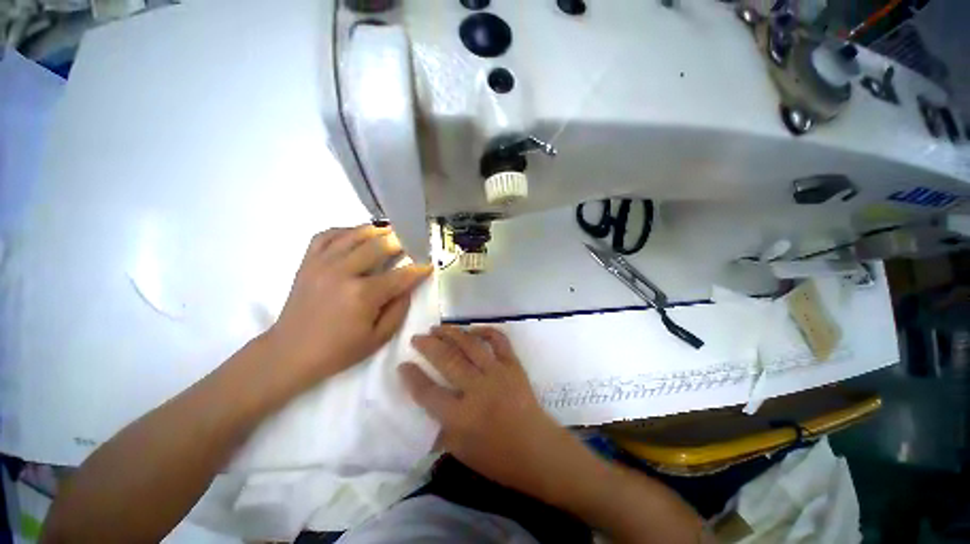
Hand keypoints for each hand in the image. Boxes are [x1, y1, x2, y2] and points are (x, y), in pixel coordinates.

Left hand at [266, 226, 431, 392]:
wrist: (289, 353)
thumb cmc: (338, 350)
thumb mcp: (379, 338)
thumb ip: (399, 309)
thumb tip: (409, 286)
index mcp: (363, 295)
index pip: (401, 275)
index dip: (418, 269)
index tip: (429, 264)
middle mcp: (343, 272)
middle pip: (379, 245)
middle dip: (400, 242)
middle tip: (411, 242)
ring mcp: (322, 264)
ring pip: (354, 234)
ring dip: (376, 230)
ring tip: (389, 232)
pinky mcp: (308, 262)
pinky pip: (326, 235)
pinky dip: (344, 230)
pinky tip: (356, 235)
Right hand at [400, 326, 567, 493]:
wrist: (536, 450)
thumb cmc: (497, 457)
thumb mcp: (460, 451)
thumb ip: (440, 428)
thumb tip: (426, 406)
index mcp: (460, 417)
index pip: (428, 392)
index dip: (412, 377)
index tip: (403, 365)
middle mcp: (477, 389)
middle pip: (447, 360)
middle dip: (428, 345)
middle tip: (417, 337)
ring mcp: (497, 373)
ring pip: (469, 345)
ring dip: (451, 333)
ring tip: (437, 328)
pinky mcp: (513, 365)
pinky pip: (498, 340)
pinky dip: (485, 331)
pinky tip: (472, 329)